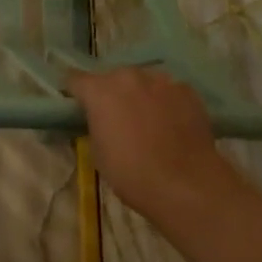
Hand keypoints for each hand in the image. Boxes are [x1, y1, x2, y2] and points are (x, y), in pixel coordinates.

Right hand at [66, 67, 248, 231]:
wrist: (186, 184)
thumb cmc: (132, 174)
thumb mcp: (98, 152)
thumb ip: (94, 125)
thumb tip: (100, 120)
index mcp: (99, 90)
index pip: (75, 80)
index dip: (76, 93)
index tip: (79, 107)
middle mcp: (127, 76)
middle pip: (112, 78)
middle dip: (111, 94)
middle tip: (117, 119)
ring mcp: (160, 80)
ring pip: (142, 82)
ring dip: (140, 95)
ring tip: (149, 121)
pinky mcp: (186, 90)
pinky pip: (168, 91)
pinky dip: (165, 102)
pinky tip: (172, 124)